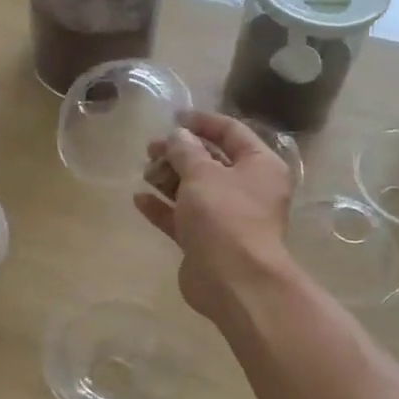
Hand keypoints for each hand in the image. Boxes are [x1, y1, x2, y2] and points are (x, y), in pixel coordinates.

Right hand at [133, 112, 295, 325]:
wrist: (234, 281)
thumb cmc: (225, 216)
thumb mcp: (202, 174)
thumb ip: (185, 150)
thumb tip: (178, 135)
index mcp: (259, 166)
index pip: (231, 132)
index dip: (202, 122)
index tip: (174, 117)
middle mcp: (248, 189)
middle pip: (210, 161)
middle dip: (180, 152)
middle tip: (151, 148)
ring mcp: (227, 217)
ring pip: (195, 190)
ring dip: (169, 178)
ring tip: (144, 170)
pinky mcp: (207, 241)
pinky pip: (183, 217)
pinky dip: (163, 207)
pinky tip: (139, 199)